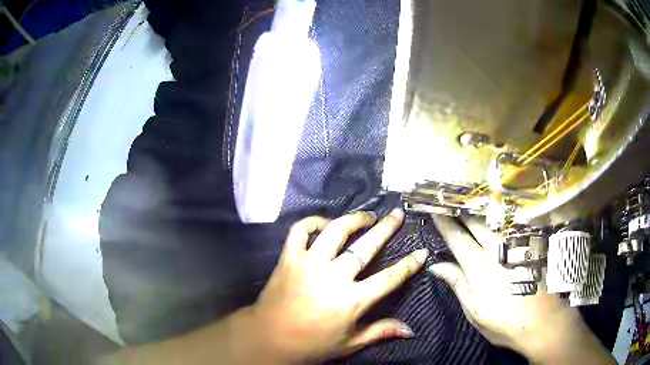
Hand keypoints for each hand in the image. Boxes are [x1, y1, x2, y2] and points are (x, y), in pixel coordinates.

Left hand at [249, 209, 428, 361]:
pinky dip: (312, 222)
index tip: (422, 251)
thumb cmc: (311, 344)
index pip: (389, 278)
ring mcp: (309, 264)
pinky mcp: (289, 258)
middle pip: (366, 246)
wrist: (268, 338)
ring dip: (353, 219)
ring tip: (366, 217)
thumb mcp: (350, 343)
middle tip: (397, 214)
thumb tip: (411, 330)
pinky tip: (324, 223)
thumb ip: (381, 332)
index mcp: (352, 300)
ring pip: (335, 231)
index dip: (409, 264)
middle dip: (386, 228)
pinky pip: (300, 231)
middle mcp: (333, 277)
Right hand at [430, 215, 613, 363]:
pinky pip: (512, 224)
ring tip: (470, 202)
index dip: (444, 223)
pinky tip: (497, 213)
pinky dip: (500, 217)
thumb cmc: (505, 322)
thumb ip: (458, 284)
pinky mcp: (531, 245)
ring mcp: (517, 245)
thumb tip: (436, 265)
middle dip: (461, 210)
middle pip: (476, 222)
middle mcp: (498, 250)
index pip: (457, 238)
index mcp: (480, 267)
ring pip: (495, 220)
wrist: (544, 321)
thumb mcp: (475, 311)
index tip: (435, 209)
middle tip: (450, 199)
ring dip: (480, 210)